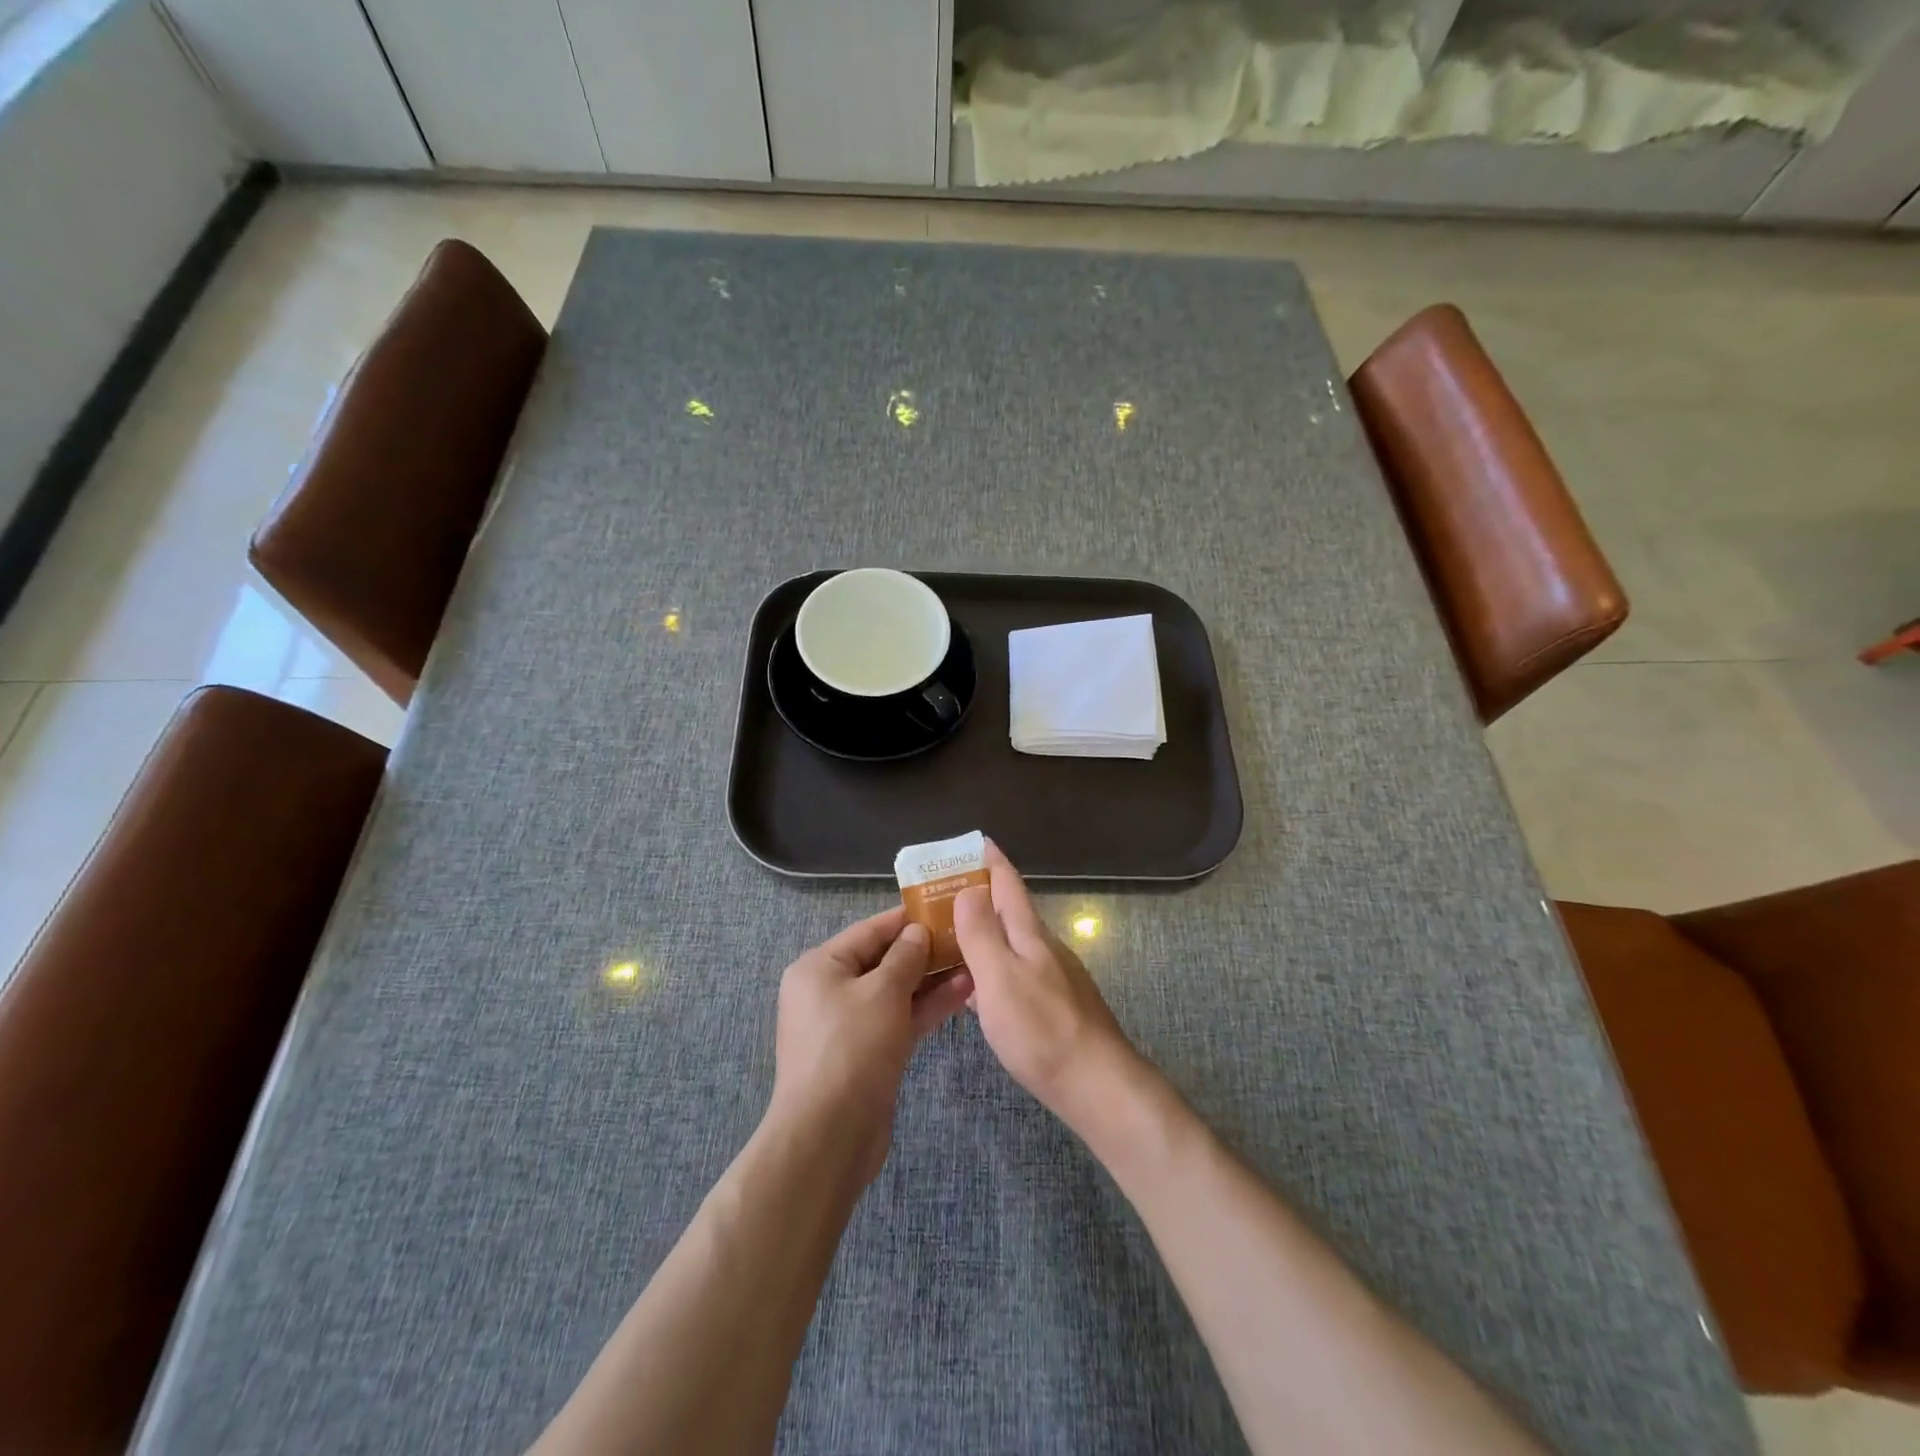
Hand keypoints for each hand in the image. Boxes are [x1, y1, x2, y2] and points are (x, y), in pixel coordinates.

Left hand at [769, 908, 973, 1183]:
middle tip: (965, 935)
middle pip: (882, 961)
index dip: (906, 919)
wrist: (830, 1135)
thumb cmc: (851, 1047)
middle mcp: (829, 991)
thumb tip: (917, 931)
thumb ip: (905, 956)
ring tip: (974, 961)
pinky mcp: (868, 1054)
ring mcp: (849, 1025)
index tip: (943, 906)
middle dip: (924, 950)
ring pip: (895, 992)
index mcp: (820, 967)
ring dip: (931, 979)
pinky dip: (926, 1007)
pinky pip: (899, 1019)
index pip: (869, 931)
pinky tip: (963, 992)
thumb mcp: (882, 991)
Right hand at [952, 842, 1142, 1129]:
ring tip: (951, 937)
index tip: (977, 840)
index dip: (992, 861)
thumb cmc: (1041, 1029)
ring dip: (985, 933)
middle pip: (1010, 911)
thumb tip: (969, 889)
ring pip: (1012, 943)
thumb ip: (981, 933)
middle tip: (944, 893)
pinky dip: (992, 967)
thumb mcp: (1000, 977)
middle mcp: (1044, 948)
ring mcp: (1053, 977)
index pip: (1008, 884)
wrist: (1097, 1084)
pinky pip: (1016, 972)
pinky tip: (977, 988)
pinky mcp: (1055, 1005)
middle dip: (981, 896)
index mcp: (1029, 934)